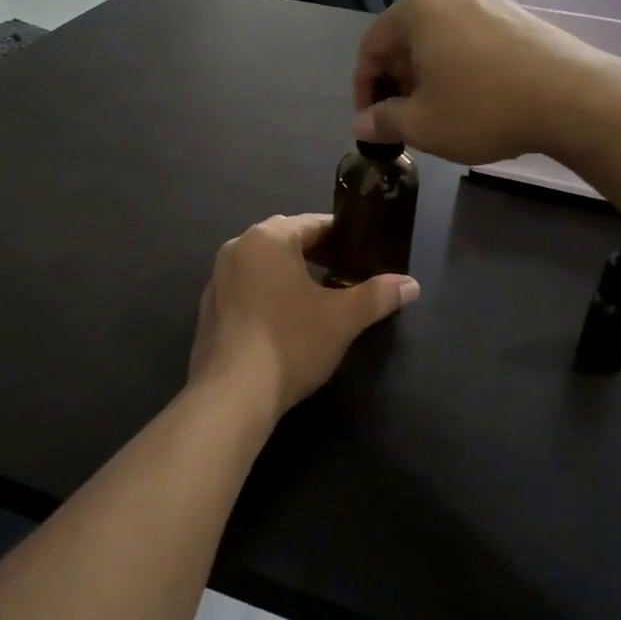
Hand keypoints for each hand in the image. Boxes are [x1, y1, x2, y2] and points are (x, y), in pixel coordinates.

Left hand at [188, 215, 418, 419]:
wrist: (232, 395)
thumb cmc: (291, 343)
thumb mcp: (343, 318)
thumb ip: (377, 296)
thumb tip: (412, 285)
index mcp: (268, 238)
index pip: (314, 223)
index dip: (343, 237)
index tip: (364, 254)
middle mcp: (238, 248)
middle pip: (286, 240)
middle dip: (316, 254)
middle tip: (346, 276)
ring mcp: (217, 278)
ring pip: (264, 264)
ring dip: (290, 274)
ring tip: (318, 299)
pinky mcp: (208, 308)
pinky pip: (246, 288)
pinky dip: (267, 294)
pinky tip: (285, 322)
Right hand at [352, 0, 620, 164]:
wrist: (574, 99)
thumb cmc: (483, 108)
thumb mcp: (422, 124)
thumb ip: (384, 121)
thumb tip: (362, 124)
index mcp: (418, 6)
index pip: (372, 47)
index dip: (363, 89)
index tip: (369, 122)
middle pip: (406, 38)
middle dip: (397, 81)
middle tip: (402, 119)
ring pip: (440, 38)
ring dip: (428, 74)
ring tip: (435, 112)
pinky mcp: (519, 14)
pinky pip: (471, 38)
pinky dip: (458, 65)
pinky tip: (471, 97)